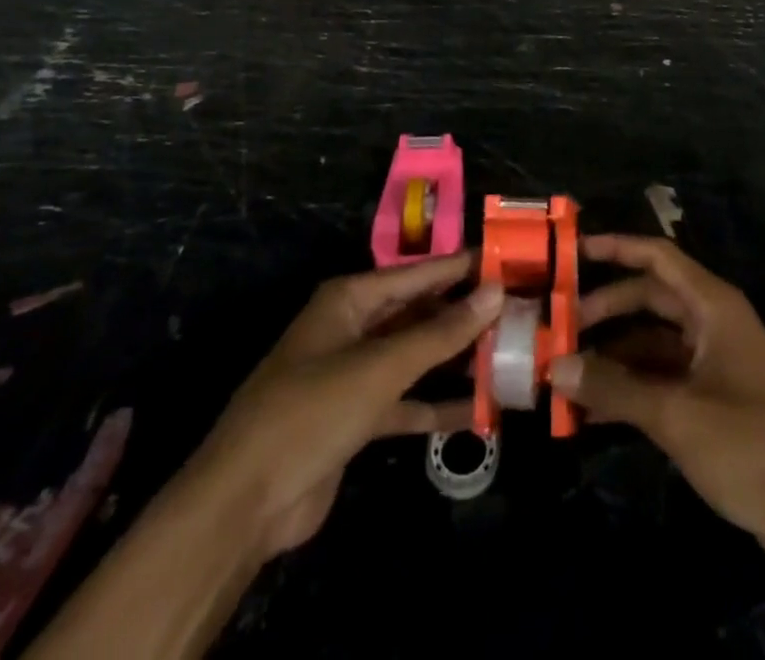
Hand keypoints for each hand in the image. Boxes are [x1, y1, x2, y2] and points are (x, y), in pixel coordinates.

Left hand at [198, 252, 502, 556]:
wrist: (243, 504)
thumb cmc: (311, 411)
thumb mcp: (381, 367)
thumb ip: (441, 332)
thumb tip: (496, 291)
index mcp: (352, 299)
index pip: (420, 272)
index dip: (464, 267)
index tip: (512, 261)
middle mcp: (355, 327)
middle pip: (420, 312)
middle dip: (466, 315)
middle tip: (521, 312)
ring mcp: (355, 374)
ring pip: (417, 356)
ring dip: (457, 360)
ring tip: (512, 355)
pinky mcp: (357, 418)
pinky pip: (407, 401)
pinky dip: (438, 404)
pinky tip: (482, 411)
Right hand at [550, 234, 764, 565]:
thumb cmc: (753, 444)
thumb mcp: (677, 415)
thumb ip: (614, 388)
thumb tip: (555, 365)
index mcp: (712, 306)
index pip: (658, 258)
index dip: (616, 248)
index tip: (571, 253)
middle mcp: (712, 324)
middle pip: (649, 299)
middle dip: (605, 310)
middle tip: (558, 328)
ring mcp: (714, 363)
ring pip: (652, 343)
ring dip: (613, 357)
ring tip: (565, 374)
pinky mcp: (714, 400)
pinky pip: (662, 379)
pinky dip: (630, 389)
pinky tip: (593, 411)